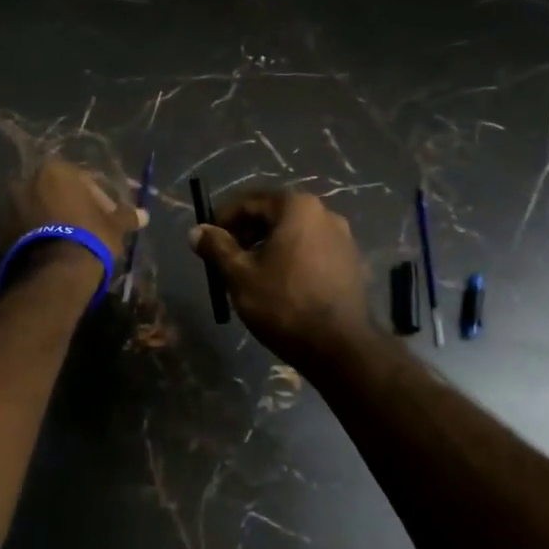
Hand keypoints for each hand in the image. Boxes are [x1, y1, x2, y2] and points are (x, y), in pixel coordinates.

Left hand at [5, 158, 146, 284]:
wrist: (55, 271)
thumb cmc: (90, 237)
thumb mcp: (114, 226)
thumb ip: (126, 216)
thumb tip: (144, 215)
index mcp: (55, 170)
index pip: (82, 180)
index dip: (98, 200)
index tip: (106, 218)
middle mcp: (27, 180)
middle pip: (55, 192)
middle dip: (69, 208)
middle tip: (86, 229)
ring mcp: (8, 205)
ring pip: (37, 210)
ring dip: (50, 221)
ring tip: (67, 243)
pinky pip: (22, 228)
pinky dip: (35, 235)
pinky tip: (50, 251)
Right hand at [190, 190, 372, 365]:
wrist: (339, 348)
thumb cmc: (283, 304)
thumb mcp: (239, 275)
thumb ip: (216, 247)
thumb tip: (196, 231)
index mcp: (297, 207)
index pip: (249, 201)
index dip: (222, 219)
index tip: (207, 241)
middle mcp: (325, 213)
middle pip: (273, 214)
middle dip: (246, 233)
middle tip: (226, 260)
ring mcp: (343, 238)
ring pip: (293, 234)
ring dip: (267, 247)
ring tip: (250, 275)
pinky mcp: (351, 263)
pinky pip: (312, 251)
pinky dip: (291, 259)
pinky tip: (280, 286)